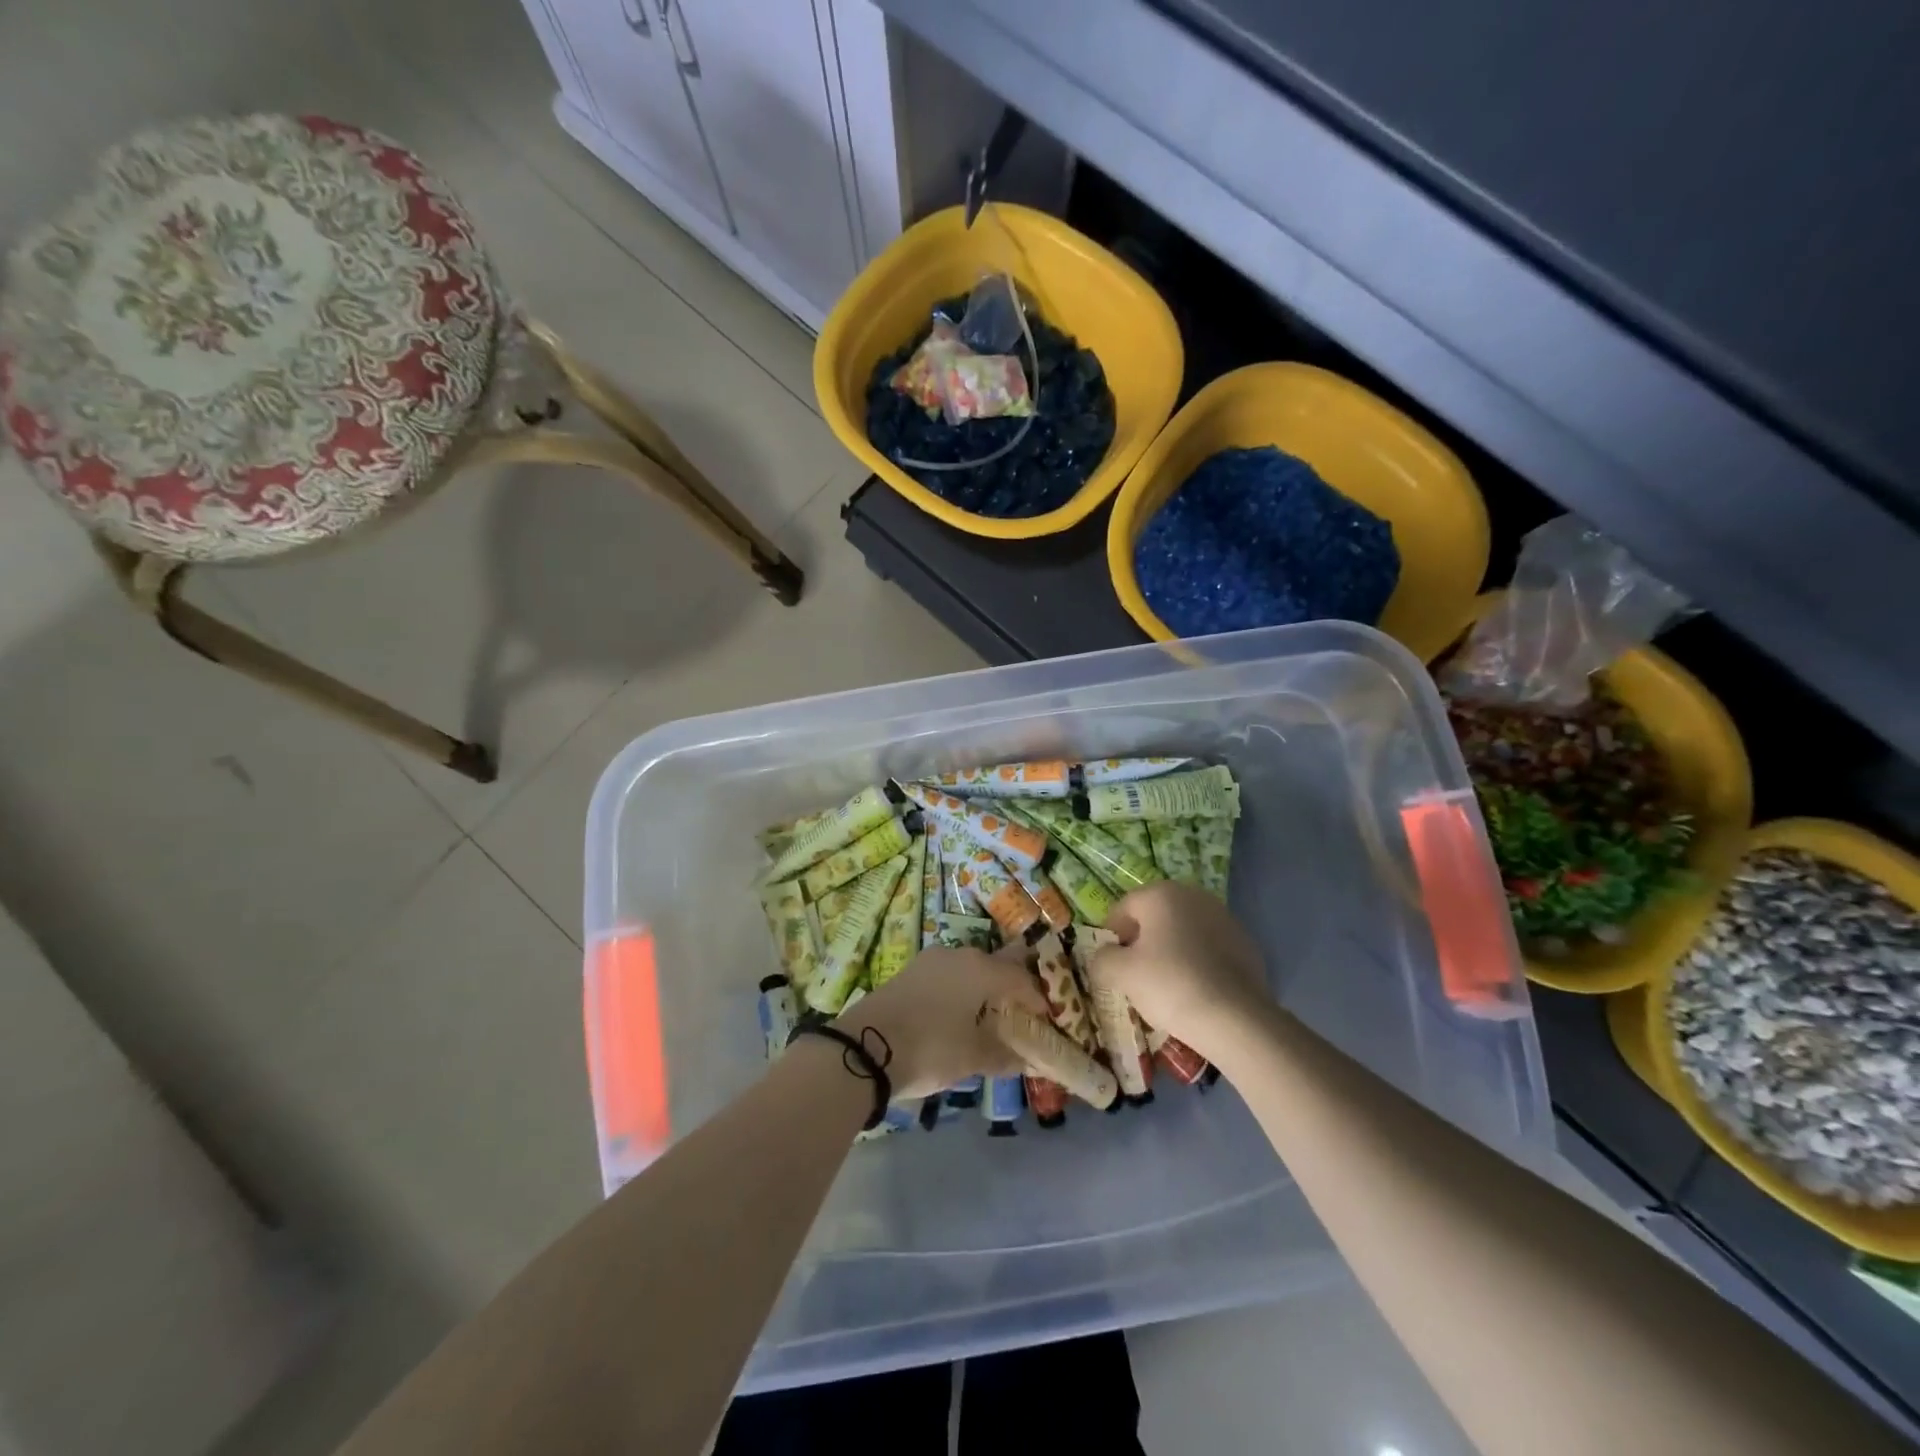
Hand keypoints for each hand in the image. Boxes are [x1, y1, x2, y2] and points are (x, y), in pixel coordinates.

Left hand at [834, 947, 1049, 1098]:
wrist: (864, 1047)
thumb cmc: (930, 1048)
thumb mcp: (973, 1058)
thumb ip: (1006, 1055)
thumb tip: (1030, 1061)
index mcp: (982, 969)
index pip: (1022, 981)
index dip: (1038, 1002)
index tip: (1045, 1025)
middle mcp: (960, 955)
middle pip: (997, 967)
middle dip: (1012, 990)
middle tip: (1020, 1018)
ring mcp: (932, 960)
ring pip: (970, 970)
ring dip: (984, 990)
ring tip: (989, 1020)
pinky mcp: (910, 972)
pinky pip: (948, 976)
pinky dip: (961, 992)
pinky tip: (957, 1017)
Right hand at [1091, 881, 1268, 1061]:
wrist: (1236, 1018)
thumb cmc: (1170, 985)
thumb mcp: (1121, 974)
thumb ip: (1103, 959)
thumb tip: (1105, 957)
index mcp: (1161, 894)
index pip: (1124, 907)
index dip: (1112, 934)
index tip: (1111, 962)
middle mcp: (1193, 896)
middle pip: (1155, 916)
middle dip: (1142, 940)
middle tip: (1135, 973)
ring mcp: (1224, 918)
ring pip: (1184, 930)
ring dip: (1171, 949)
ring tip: (1166, 984)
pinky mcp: (1245, 943)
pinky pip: (1208, 947)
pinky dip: (1197, 961)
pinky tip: (1196, 989)